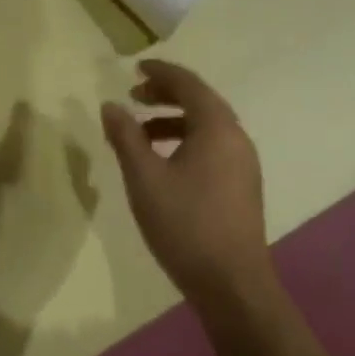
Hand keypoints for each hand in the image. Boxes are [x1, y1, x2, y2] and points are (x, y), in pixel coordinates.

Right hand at [100, 60, 271, 309]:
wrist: (233, 287)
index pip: (188, 84)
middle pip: (201, 101)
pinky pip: (212, 146)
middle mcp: (236, 139)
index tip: (135, 68)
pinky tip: (162, 160)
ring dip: (173, 118)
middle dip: (166, 94)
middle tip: (134, 95)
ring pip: (206, 126)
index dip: (161, 72)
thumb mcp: (144, 177)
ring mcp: (243, 164)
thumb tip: (111, 105)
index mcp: (217, 128)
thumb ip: (125, 136)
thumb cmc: (185, 224)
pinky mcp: (242, 187)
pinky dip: (185, 139)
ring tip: (140, 131)